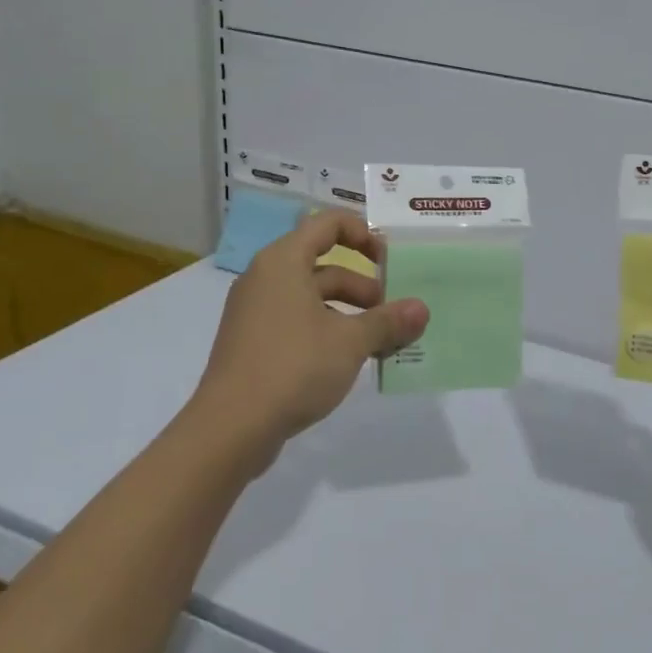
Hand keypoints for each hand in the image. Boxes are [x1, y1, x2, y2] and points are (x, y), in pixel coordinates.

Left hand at [189, 212, 427, 466]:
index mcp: (284, 262)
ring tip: (382, 342)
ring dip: (350, 313)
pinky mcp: (254, 343)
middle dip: (364, 286)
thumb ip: (388, 321)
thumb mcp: (350, 342)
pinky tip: (351, 361)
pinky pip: (298, 322)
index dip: (363, 234)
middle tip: (394, 313)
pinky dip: (328, 331)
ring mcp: (256, 312)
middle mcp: (266, 278)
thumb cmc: (293, 367)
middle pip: (324, 264)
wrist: (230, 428)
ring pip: (313, 297)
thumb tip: (421, 309)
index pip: (327, 223)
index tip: (390, 262)